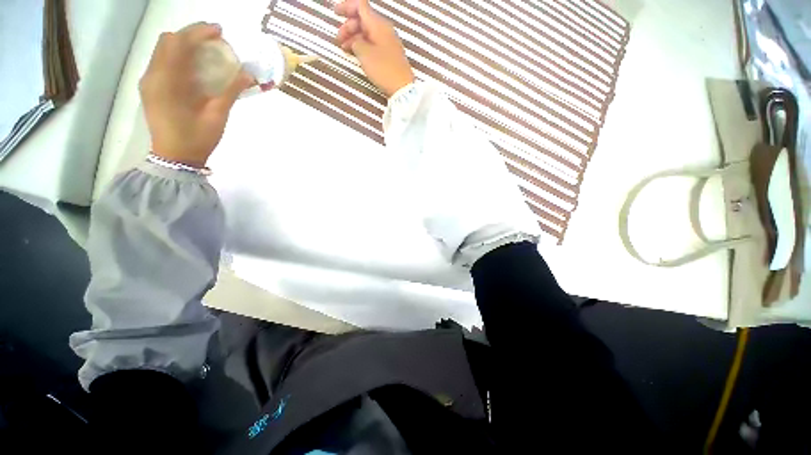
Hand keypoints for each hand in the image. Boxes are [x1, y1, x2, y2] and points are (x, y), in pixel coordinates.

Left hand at [140, 23, 255, 167]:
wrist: (175, 158)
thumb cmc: (197, 138)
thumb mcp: (217, 115)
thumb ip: (231, 91)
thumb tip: (248, 74)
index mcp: (166, 81)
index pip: (179, 43)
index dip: (199, 32)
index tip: (220, 32)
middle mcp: (152, 75)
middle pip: (168, 41)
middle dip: (191, 35)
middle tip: (214, 41)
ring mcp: (149, 81)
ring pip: (163, 50)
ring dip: (184, 45)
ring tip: (206, 51)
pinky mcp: (151, 88)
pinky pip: (162, 62)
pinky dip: (179, 57)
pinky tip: (194, 66)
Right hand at [335, 0, 414, 97]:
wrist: (402, 88)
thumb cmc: (384, 70)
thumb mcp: (364, 54)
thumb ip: (355, 42)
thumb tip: (354, 41)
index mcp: (378, 24)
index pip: (360, 6)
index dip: (346, 7)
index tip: (335, 13)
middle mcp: (384, 29)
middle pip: (363, 19)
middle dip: (348, 26)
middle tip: (338, 40)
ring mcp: (388, 42)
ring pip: (367, 32)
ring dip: (354, 37)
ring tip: (344, 48)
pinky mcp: (389, 54)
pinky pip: (373, 43)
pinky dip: (362, 45)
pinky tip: (356, 53)